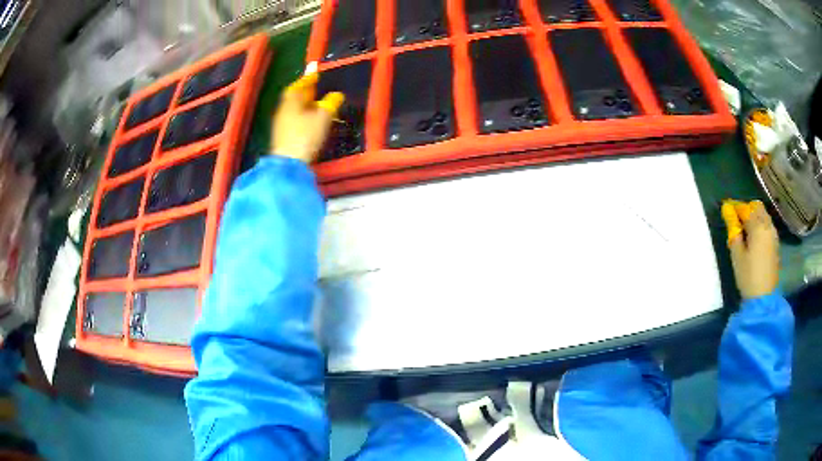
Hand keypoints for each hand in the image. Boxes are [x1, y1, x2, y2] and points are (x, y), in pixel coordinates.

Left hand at [271, 73, 344, 162]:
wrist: (288, 164)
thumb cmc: (306, 136)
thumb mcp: (323, 117)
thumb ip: (330, 104)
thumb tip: (336, 95)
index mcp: (292, 101)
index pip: (299, 85)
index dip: (308, 78)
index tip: (316, 73)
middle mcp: (283, 109)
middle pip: (294, 96)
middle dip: (305, 91)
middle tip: (316, 87)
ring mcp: (280, 123)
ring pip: (293, 107)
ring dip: (304, 103)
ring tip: (315, 103)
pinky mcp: (282, 135)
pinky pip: (292, 118)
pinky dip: (301, 114)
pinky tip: (309, 119)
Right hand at [721, 200, 779, 299]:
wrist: (763, 298)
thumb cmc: (748, 276)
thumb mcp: (737, 255)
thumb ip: (733, 230)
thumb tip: (727, 210)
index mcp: (758, 226)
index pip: (745, 208)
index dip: (735, 207)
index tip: (726, 209)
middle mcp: (767, 225)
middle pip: (757, 207)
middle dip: (746, 209)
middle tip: (737, 219)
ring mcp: (773, 234)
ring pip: (764, 215)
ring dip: (754, 216)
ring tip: (745, 229)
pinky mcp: (775, 243)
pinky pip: (767, 225)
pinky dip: (760, 225)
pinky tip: (754, 237)